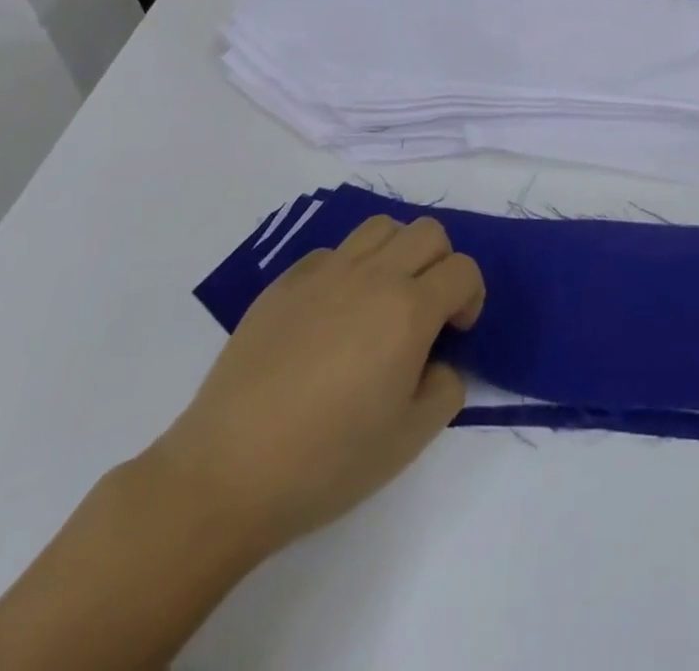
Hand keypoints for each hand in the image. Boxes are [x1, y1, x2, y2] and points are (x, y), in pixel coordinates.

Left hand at [147, 215, 485, 564]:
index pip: (463, 270)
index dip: (471, 296)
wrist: (227, 472)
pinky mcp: (285, 282)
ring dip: (398, 252)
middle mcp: (372, 275)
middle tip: (427, 309)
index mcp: (409, 310)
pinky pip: (332, 252)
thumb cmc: (327, 460)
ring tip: (384, 298)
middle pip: (428, 232)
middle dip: (441, 263)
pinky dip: (348, 268)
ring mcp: (324, 272)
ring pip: (381, 227)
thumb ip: (446, 389)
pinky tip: (332, 314)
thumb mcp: (410, 439)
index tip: (456, 332)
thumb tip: (440, 362)